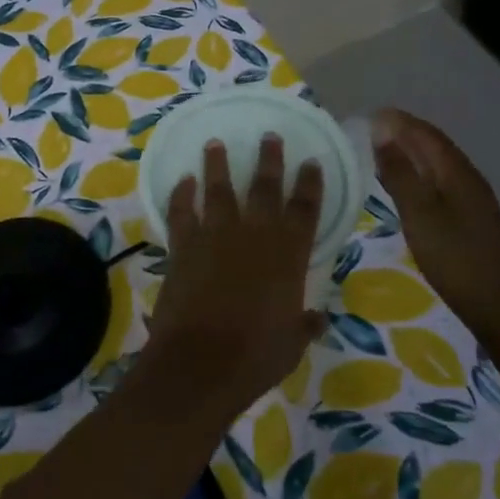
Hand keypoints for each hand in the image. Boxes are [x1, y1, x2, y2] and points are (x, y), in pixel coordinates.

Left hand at [141, 135, 327, 417]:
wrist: (201, 363)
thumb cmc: (255, 356)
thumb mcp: (292, 343)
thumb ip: (305, 324)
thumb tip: (318, 318)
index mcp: (287, 256)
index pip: (304, 210)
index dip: (309, 184)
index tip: (311, 162)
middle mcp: (253, 236)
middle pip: (264, 188)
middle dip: (269, 160)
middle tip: (269, 136)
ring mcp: (215, 236)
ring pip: (218, 189)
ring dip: (217, 164)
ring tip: (216, 143)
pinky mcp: (183, 246)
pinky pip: (181, 211)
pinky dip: (181, 194)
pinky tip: (183, 179)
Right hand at [370, 108, 499, 332]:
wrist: (499, 307)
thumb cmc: (455, 257)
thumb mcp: (419, 213)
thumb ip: (400, 172)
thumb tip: (382, 131)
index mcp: (457, 172)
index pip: (426, 134)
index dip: (399, 121)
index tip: (369, 115)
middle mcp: (467, 179)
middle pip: (434, 146)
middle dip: (404, 133)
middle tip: (369, 131)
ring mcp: (472, 200)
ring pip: (437, 165)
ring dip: (411, 154)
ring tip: (380, 153)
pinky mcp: (470, 219)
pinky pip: (439, 183)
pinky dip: (418, 175)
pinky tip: (404, 188)